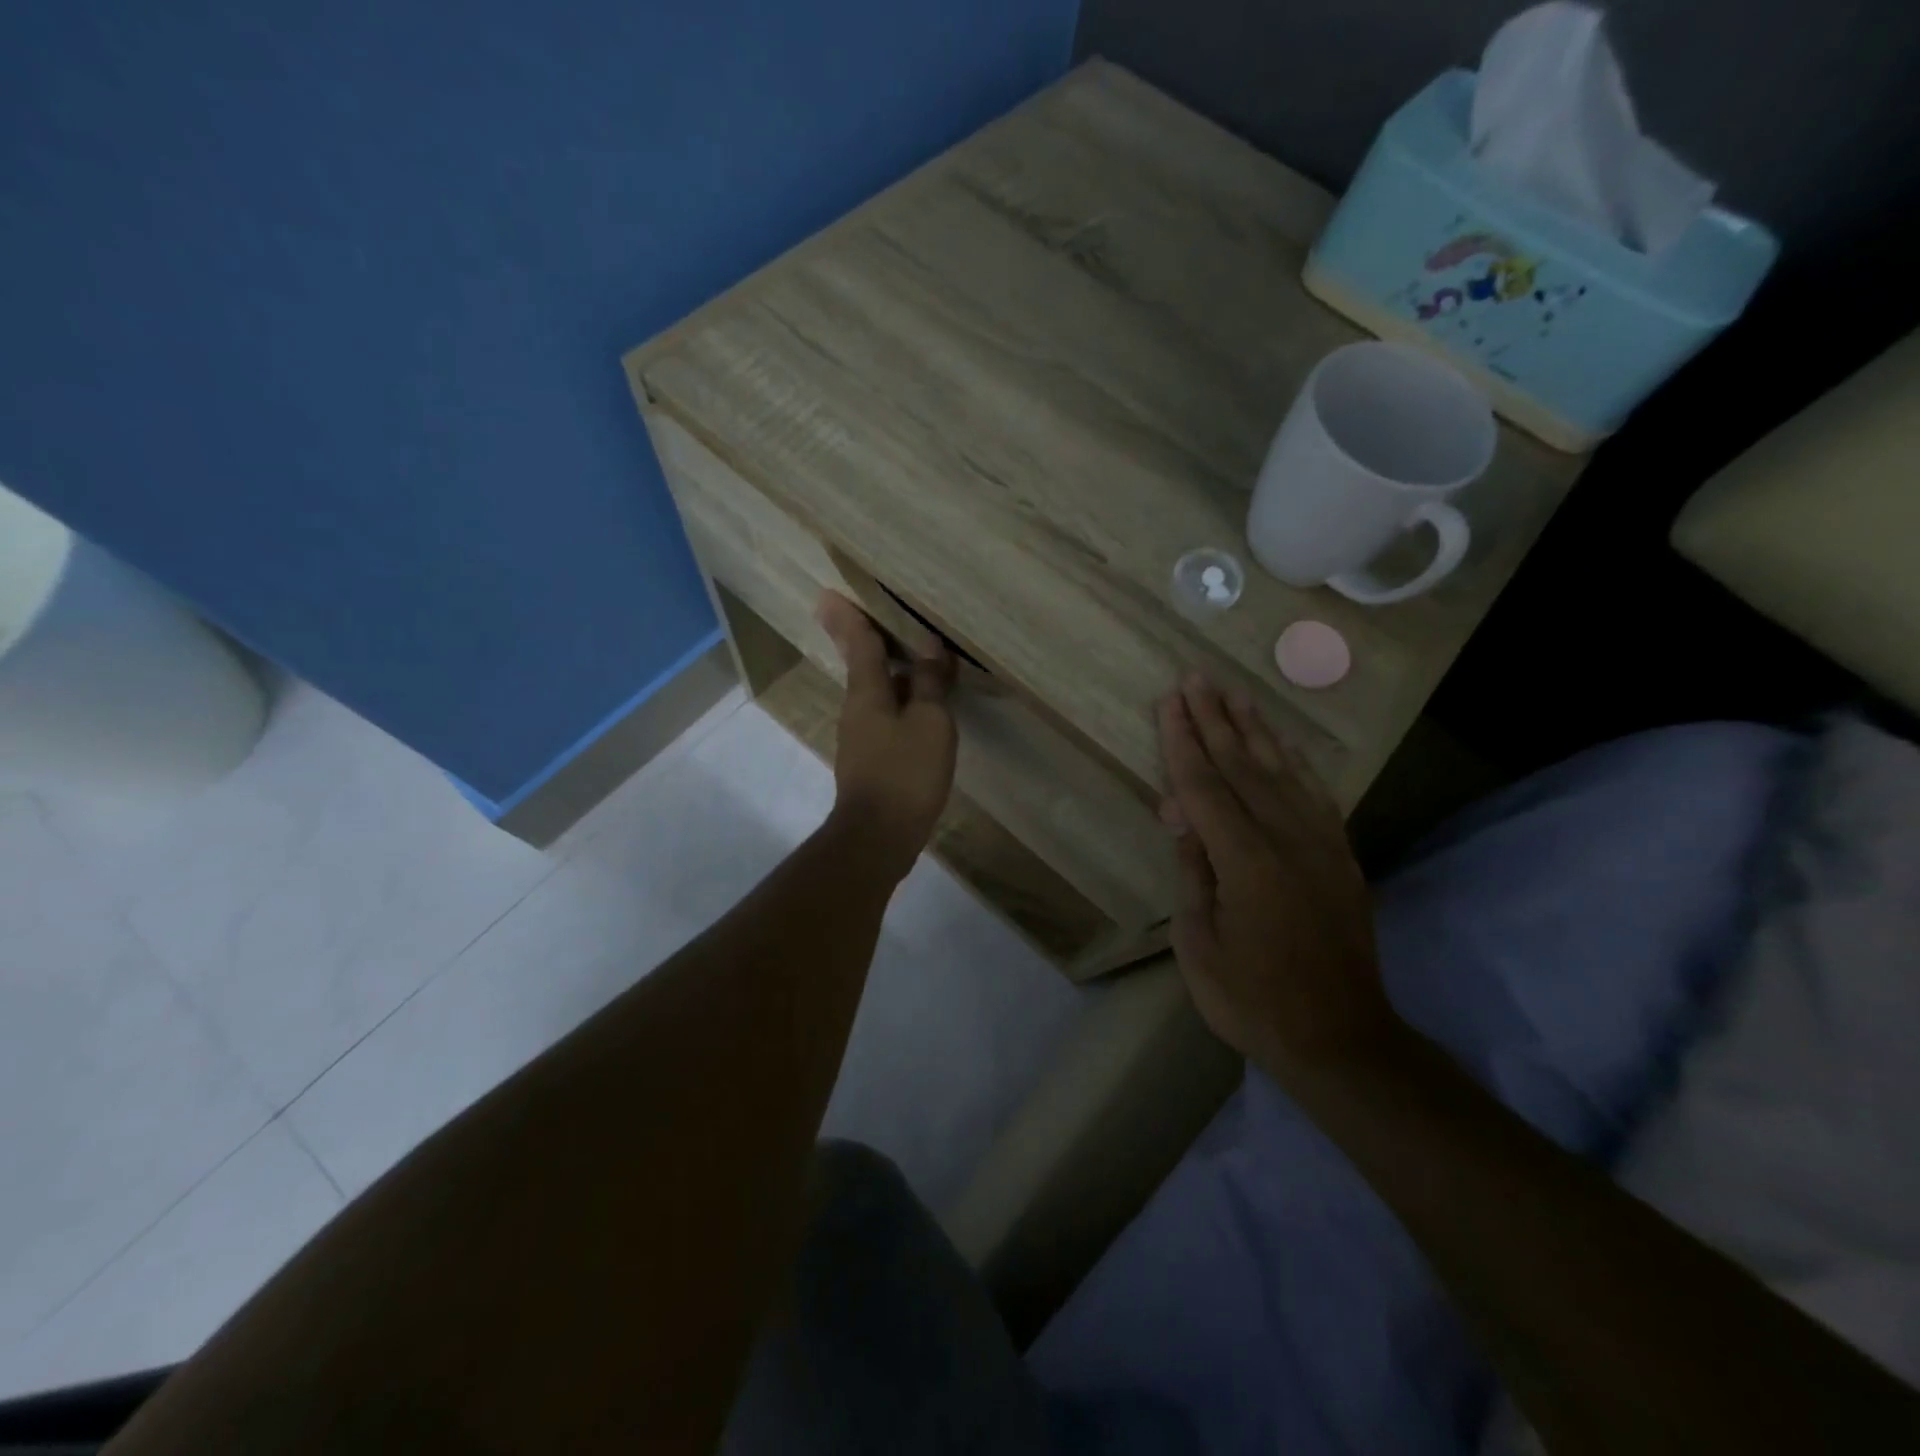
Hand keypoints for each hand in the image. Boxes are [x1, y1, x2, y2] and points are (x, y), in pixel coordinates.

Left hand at [817, 591, 956, 880]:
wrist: (879, 836)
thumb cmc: (906, 773)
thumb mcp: (930, 723)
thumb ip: (929, 683)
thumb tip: (930, 646)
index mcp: (866, 693)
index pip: (859, 644)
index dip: (849, 618)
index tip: (829, 594)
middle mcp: (856, 709)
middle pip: (865, 666)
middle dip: (872, 642)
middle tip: (886, 619)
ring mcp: (860, 738)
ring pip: (877, 693)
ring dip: (893, 674)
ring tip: (918, 660)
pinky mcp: (870, 761)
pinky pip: (886, 718)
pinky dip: (901, 703)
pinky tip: (921, 709)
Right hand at [1157, 675, 1394, 1082]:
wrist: (1340, 1038)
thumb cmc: (1253, 1000)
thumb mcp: (1199, 945)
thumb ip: (1193, 874)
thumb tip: (1183, 821)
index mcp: (1245, 861)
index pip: (1205, 786)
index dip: (1183, 742)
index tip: (1169, 701)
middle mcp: (1286, 839)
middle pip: (1243, 766)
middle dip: (1215, 720)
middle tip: (1197, 679)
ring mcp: (1320, 845)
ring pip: (1282, 772)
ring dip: (1256, 730)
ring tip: (1237, 693)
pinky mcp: (1340, 857)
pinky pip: (1315, 796)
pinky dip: (1295, 764)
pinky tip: (1284, 746)